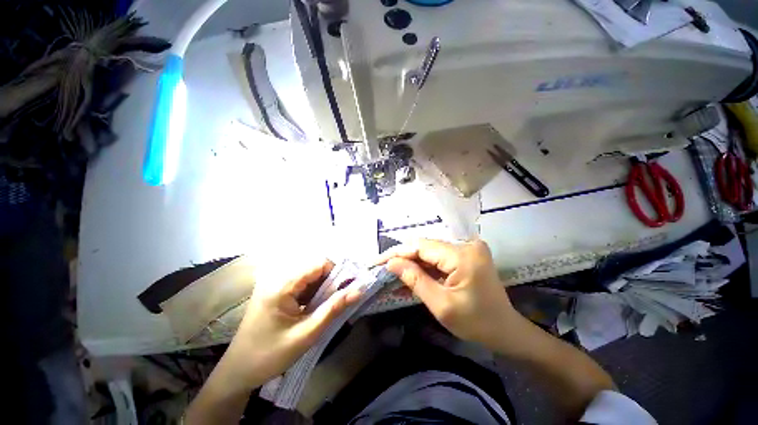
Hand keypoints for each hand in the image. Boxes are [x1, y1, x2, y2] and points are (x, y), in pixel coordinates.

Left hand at [223, 259, 360, 389]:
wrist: (238, 371)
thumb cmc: (271, 355)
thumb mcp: (307, 334)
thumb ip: (334, 308)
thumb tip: (359, 290)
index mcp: (282, 285)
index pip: (319, 263)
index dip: (336, 273)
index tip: (345, 289)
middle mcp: (277, 277)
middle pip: (314, 267)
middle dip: (329, 281)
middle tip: (335, 301)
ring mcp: (273, 282)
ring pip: (309, 274)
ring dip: (321, 287)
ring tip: (322, 307)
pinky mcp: (274, 289)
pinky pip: (300, 282)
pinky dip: (311, 291)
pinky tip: (311, 307)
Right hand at [383, 239, 515, 348]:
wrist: (506, 331)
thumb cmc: (477, 324)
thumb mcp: (442, 305)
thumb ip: (415, 280)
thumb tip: (391, 263)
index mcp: (463, 255)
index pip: (421, 247)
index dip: (398, 253)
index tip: (378, 261)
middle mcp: (466, 245)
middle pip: (425, 247)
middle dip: (403, 258)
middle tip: (383, 269)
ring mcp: (467, 248)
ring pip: (430, 252)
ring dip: (413, 263)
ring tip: (393, 274)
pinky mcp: (466, 255)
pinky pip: (439, 258)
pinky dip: (425, 267)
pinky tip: (411, 276)